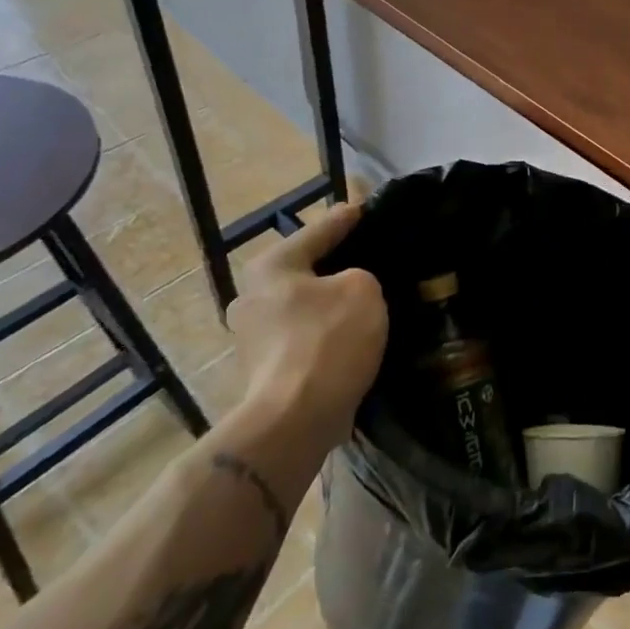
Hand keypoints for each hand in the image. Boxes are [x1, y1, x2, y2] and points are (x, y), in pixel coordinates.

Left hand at [226, 204, 387, 459]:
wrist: (294, 421)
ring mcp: (252, 337)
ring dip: (332, 304)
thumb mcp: (363, 289)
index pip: (321, 229)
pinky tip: (354, 338)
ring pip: (306, 306)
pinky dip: (327, 335)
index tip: (371, 207)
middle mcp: (252, 296)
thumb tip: (350, 286)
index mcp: (272, 266)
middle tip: (377, 261)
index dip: (351, 217)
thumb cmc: (328, 340)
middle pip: (308, 269)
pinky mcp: (263, 371)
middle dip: (339, 265)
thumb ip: (360, 275)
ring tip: (370, 302)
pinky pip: (305, 338)